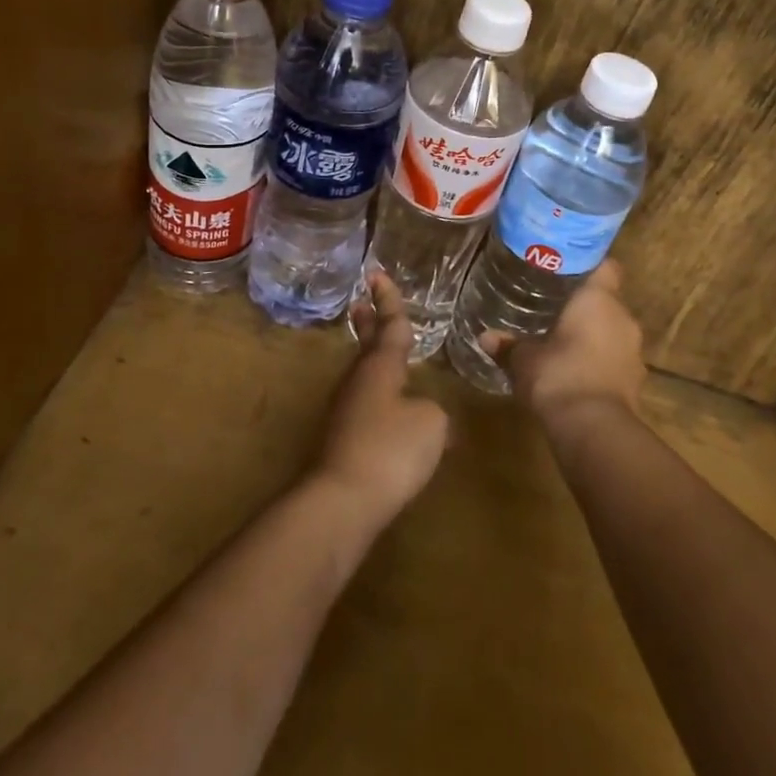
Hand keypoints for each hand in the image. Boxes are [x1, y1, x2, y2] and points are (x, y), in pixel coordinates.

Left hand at [313, 271, 449, 524]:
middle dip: (369, 323)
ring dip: (373, 359)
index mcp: (381, 367)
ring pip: (364, 375)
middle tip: (363, 303)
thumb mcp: (431, 424)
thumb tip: (426, 414)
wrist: (342, 500)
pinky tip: (394, 416)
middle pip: (367, 346)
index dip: (389, 300)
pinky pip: (366, 406)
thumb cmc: (390, 449)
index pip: (390, 325)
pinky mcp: (343, 441)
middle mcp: (359, 382)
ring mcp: (346, 411)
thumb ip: (433, 411)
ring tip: (384, 354)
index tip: (377, 274)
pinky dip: (378, 396)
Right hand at [487, 261, 644, 431]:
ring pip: (612, 330)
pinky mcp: (635, 380)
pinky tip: (576, 370)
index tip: (567, 269)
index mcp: (599, 300)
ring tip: (564, 339)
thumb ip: (508, 346)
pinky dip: (599, 361)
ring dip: (593, 335)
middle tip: (555, 305)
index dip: (590, 265)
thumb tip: (486, 337)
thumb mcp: (524, 359)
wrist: (593, 429)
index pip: (606, 267)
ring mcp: (633, 351)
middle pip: (607, 300)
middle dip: (584, 305)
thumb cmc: (558, 375)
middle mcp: (623, 318)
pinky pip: (615, 359)